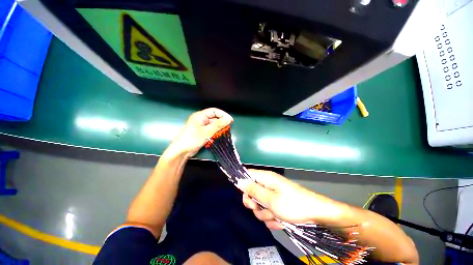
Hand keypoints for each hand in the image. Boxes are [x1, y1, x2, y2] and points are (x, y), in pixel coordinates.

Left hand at [168, 108, 232, 157]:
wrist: (181, 151)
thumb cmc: (192, 139)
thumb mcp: (206, 131)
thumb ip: (218, 125)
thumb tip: (229, 119)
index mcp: (200, 116)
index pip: (214, 111)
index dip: (223, 115)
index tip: (230, 120)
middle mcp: (201, 120)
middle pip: (215, 118)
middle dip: (222, 122)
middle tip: (228, 127)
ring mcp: (202, 127)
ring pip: (214, 125)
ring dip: (220, 128)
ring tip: (225, 132)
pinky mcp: (203, 133)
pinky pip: (212, 130)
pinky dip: (216, 132)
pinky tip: (220, 135)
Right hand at [239, 169, 345, 228]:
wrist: (316, 214)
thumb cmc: (292, 204)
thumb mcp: (270, 199)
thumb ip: (253, 190)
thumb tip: (239, 181)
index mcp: (265, 178)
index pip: (247, 175)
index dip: (243, 184)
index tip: (246, 197)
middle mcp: (267, 184)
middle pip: (251, 192)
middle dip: (255, 204)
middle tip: (260, 209)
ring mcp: (272, 194)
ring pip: (259, 204)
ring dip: (265, 213)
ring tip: (276, 217)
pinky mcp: (277, 203)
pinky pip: (268, 211)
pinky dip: (272, 218)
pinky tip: (280, 221)